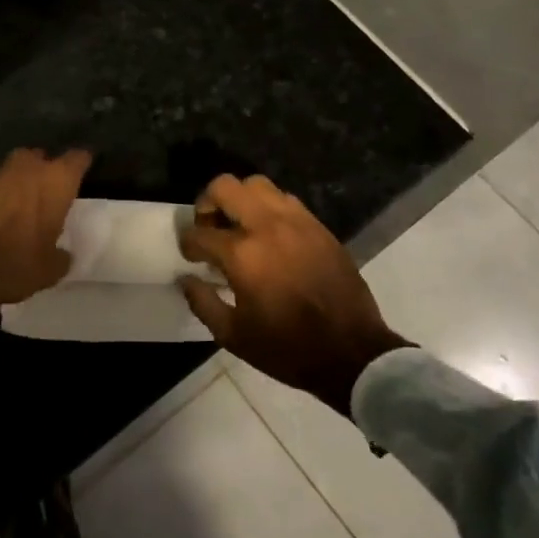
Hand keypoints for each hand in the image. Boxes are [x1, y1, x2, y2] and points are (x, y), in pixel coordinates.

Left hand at [0, 148, 91, 314]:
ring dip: (19, 183)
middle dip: (46, 170)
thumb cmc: (14, 264)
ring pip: (14, 170)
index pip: (77, 159)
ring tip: (23, 207)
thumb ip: (61, 256)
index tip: (86, 170)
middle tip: (50, 192)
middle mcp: (26, 168)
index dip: (82, 163)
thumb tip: (63, 254)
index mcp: (55, 181)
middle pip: (41, 158)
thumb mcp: (49, 270)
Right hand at [179, 174, 409, 412]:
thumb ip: (202, 302)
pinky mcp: (318, 227)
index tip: (191, 256)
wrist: (352, 352)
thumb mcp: (233, 335)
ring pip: (258, 184)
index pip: (200, 233)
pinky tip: (270, 235)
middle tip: (210, 227)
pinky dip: (269, 208)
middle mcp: (267, 226)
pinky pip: (286, 200)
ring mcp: (297, 222)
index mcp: (243, 254)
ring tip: (240, 226)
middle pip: (225, 187)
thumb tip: (186, 279)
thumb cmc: (287, 348)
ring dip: (241, 200)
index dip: (188, 244)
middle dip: (207, 203)